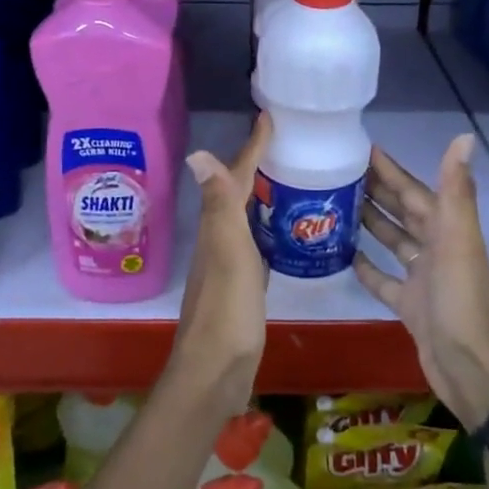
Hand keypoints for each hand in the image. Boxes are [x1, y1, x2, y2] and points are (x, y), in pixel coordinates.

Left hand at [167, 113, 270, 420]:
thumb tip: (197, 152)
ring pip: (246, 216)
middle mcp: (220, 239)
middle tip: (287, 142)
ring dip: (263, 194)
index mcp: (219, 226)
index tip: (269, 117)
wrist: (216, 371)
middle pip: (238, 192)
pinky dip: (269, 227)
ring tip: (292, 177)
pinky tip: (286, 231)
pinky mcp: (242, 285)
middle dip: (258, 164)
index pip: (236, 176)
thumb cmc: (228, 309)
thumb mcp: (228, 251)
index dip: (252, 147)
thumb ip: (220, 205)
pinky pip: (257, 242)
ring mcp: (230, 263)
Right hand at [353, 134, 488, 430]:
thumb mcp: (458, 242)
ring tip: (334, 206)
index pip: (413, 190)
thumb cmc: (461, 303)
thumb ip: (456, 191)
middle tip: (335, 174)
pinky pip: (384, 280)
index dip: (390, 169)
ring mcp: (422, 278)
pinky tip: (343, 255)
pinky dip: (367, 266)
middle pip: (402, 212)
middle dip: (375, 191)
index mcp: (447, 230)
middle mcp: (436, 248)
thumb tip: (464, 136)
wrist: (472, 371)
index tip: (359, 148)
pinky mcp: (410, 305)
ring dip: (369, 223)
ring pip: (392, 242)